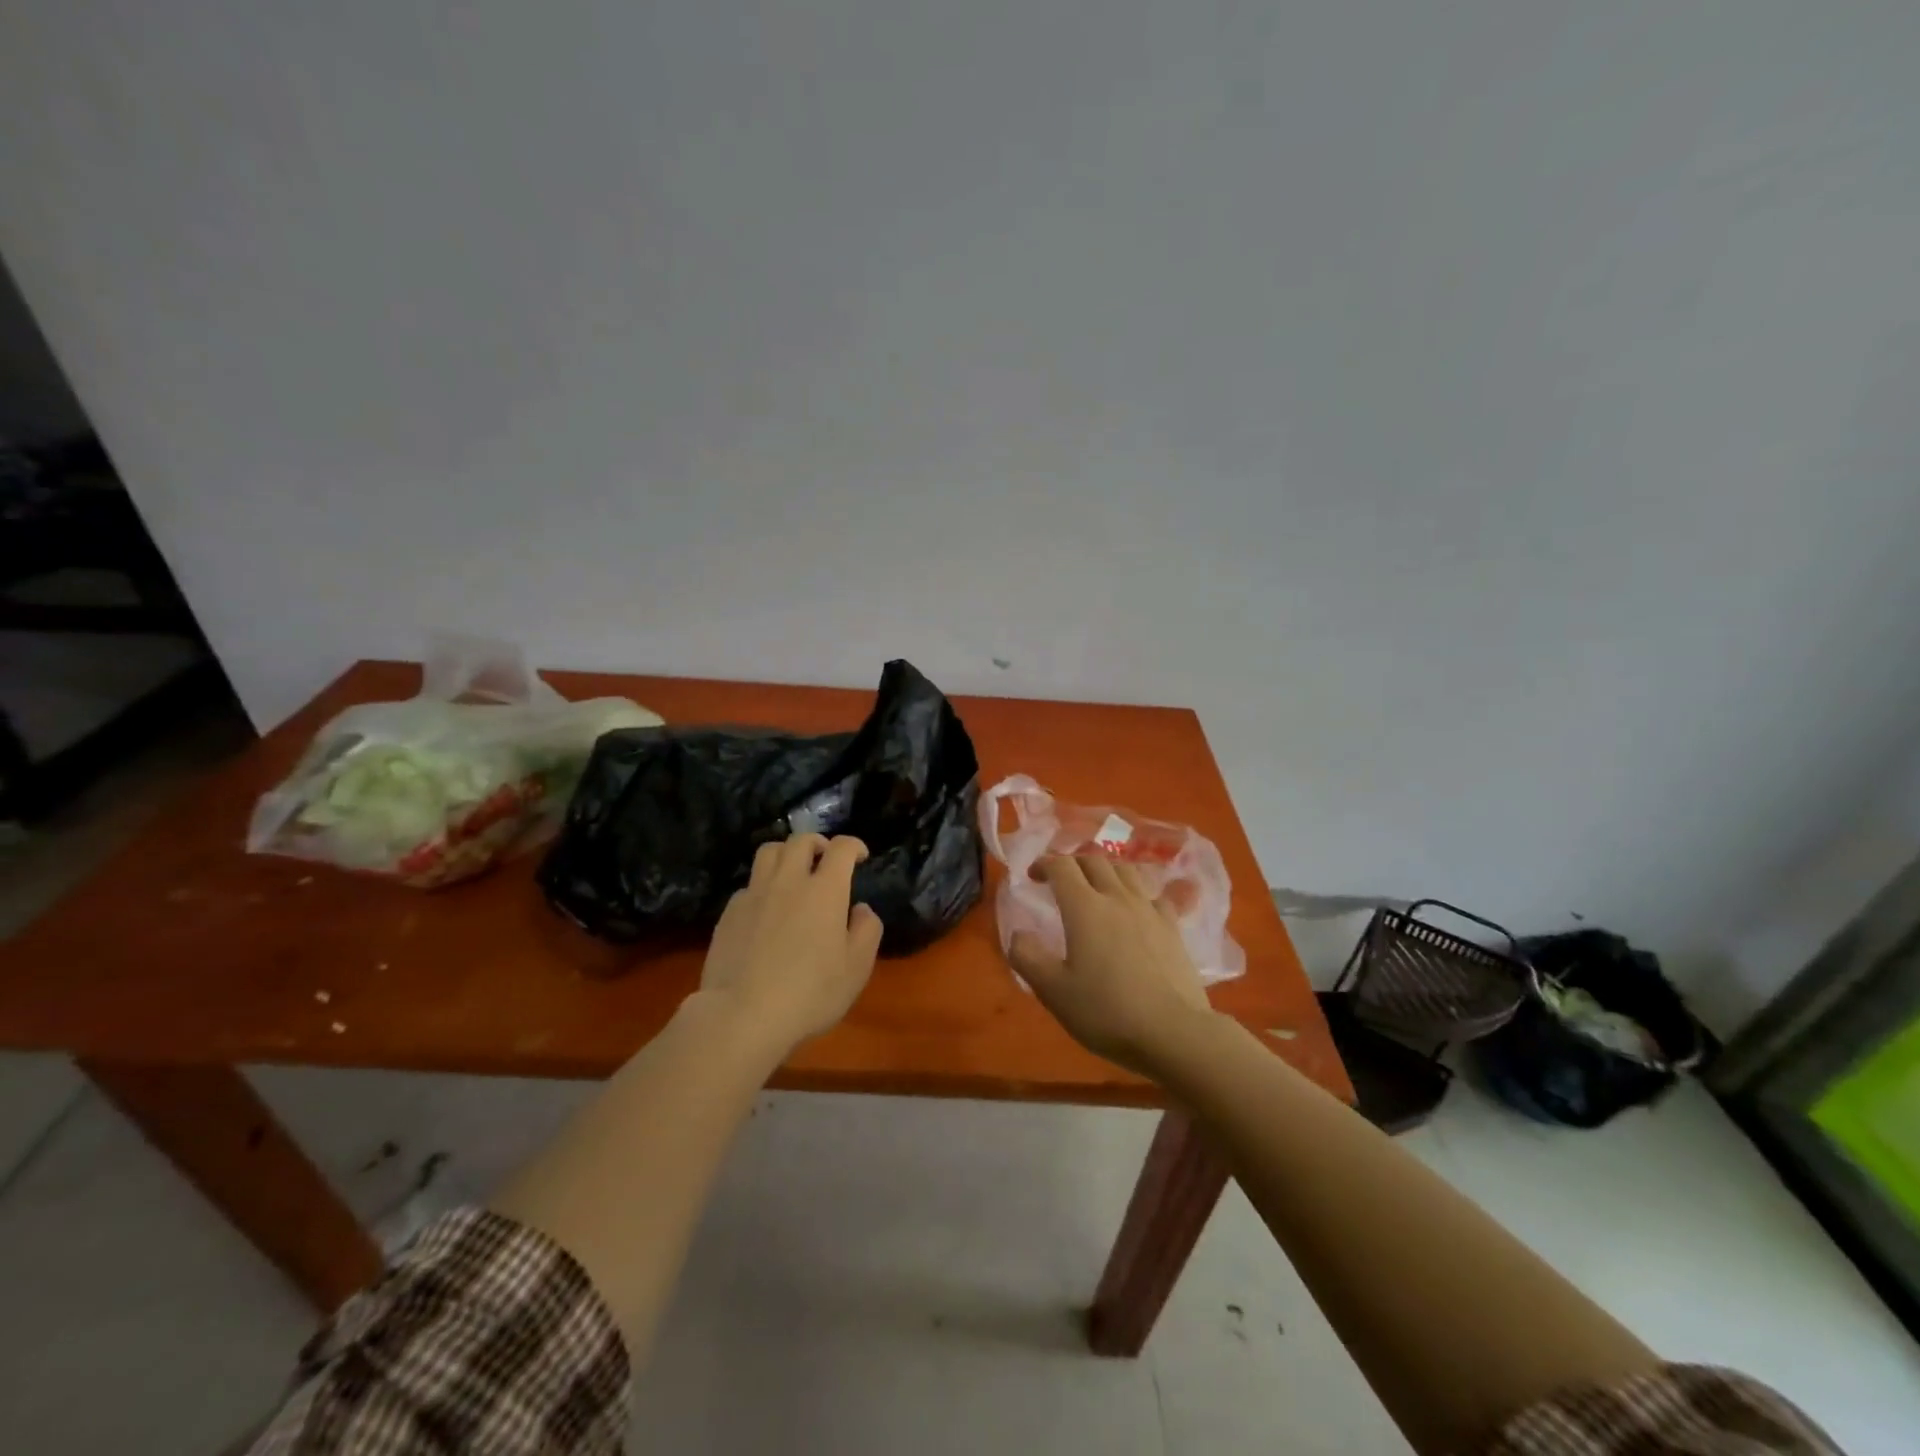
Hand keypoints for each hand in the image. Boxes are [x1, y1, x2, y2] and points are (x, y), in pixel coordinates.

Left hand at [696, 834, 883, 1055]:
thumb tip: (861, 909)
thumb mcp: (856, 969)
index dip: (854, 845)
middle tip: (825, 859)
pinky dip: (763, 886)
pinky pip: (749, 884)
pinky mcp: (729, 912)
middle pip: (801, 840)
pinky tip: (766, 908)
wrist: (741, 1015)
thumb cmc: (809, 993)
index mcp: (825, 890)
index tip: (861, 856)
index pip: (841, 848)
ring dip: (786, 854)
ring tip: (793, 872)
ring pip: (769, 852)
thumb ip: (867, 931)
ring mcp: (755, 894)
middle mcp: (789, 881)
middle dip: (818, 843)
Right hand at [1009, 854, 1215, 1077]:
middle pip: (1094, 860)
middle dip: (1073, 863)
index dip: (1044, 864)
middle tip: (1062, 880)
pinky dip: (1140, 893)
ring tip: (1097, 886)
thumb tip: (1018, 935)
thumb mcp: (1053, 991)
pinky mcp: (1173, 927)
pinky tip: (1138, 908)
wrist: (1174, 1032)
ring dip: (1106, 870)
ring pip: (1127, 870)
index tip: (1033, 877)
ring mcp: (1149, 909)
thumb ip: (1027, 957)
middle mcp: (1117, 897)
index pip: (1061, 866)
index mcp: (1084, 907)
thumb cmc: (1107, 1011)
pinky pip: (1155, 895)